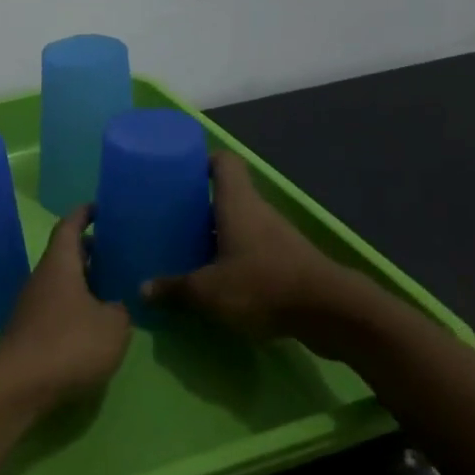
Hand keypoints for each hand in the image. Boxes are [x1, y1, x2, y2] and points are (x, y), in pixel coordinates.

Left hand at [0, 208, 132, 409]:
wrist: (18, 385)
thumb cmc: (68, 344)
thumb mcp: (112, 326)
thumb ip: (120, 310)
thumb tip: (116, 305)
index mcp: (60, 264)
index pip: (69, 227)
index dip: (84, 214)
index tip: (99, 207)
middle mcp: (42, 278)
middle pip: (65, 254)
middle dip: (89, 250)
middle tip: (117, 250)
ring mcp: (32, 305)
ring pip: (61, 281)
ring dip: (84, 280)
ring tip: (113, 286)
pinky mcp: (31, 330)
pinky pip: (57, 305)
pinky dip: (76, 304)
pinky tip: (95, 320)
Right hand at [142, 152, 377, 355]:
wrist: (331, 313)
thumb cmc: (262, 285)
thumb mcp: (208, 291)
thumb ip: (174, 288)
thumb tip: (142, 290)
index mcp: (237, 203)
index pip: (223, 162)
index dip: (202, 161)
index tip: (179, 174)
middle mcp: (258, 212)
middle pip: (227, 196)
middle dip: (199, 206)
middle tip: (171, 220)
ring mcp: (277, 236)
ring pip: (240, 225)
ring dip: (217, 235)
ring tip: (188, 251)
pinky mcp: (289, 261)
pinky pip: (254, 250)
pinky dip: (235, 258)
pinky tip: (218, 280)